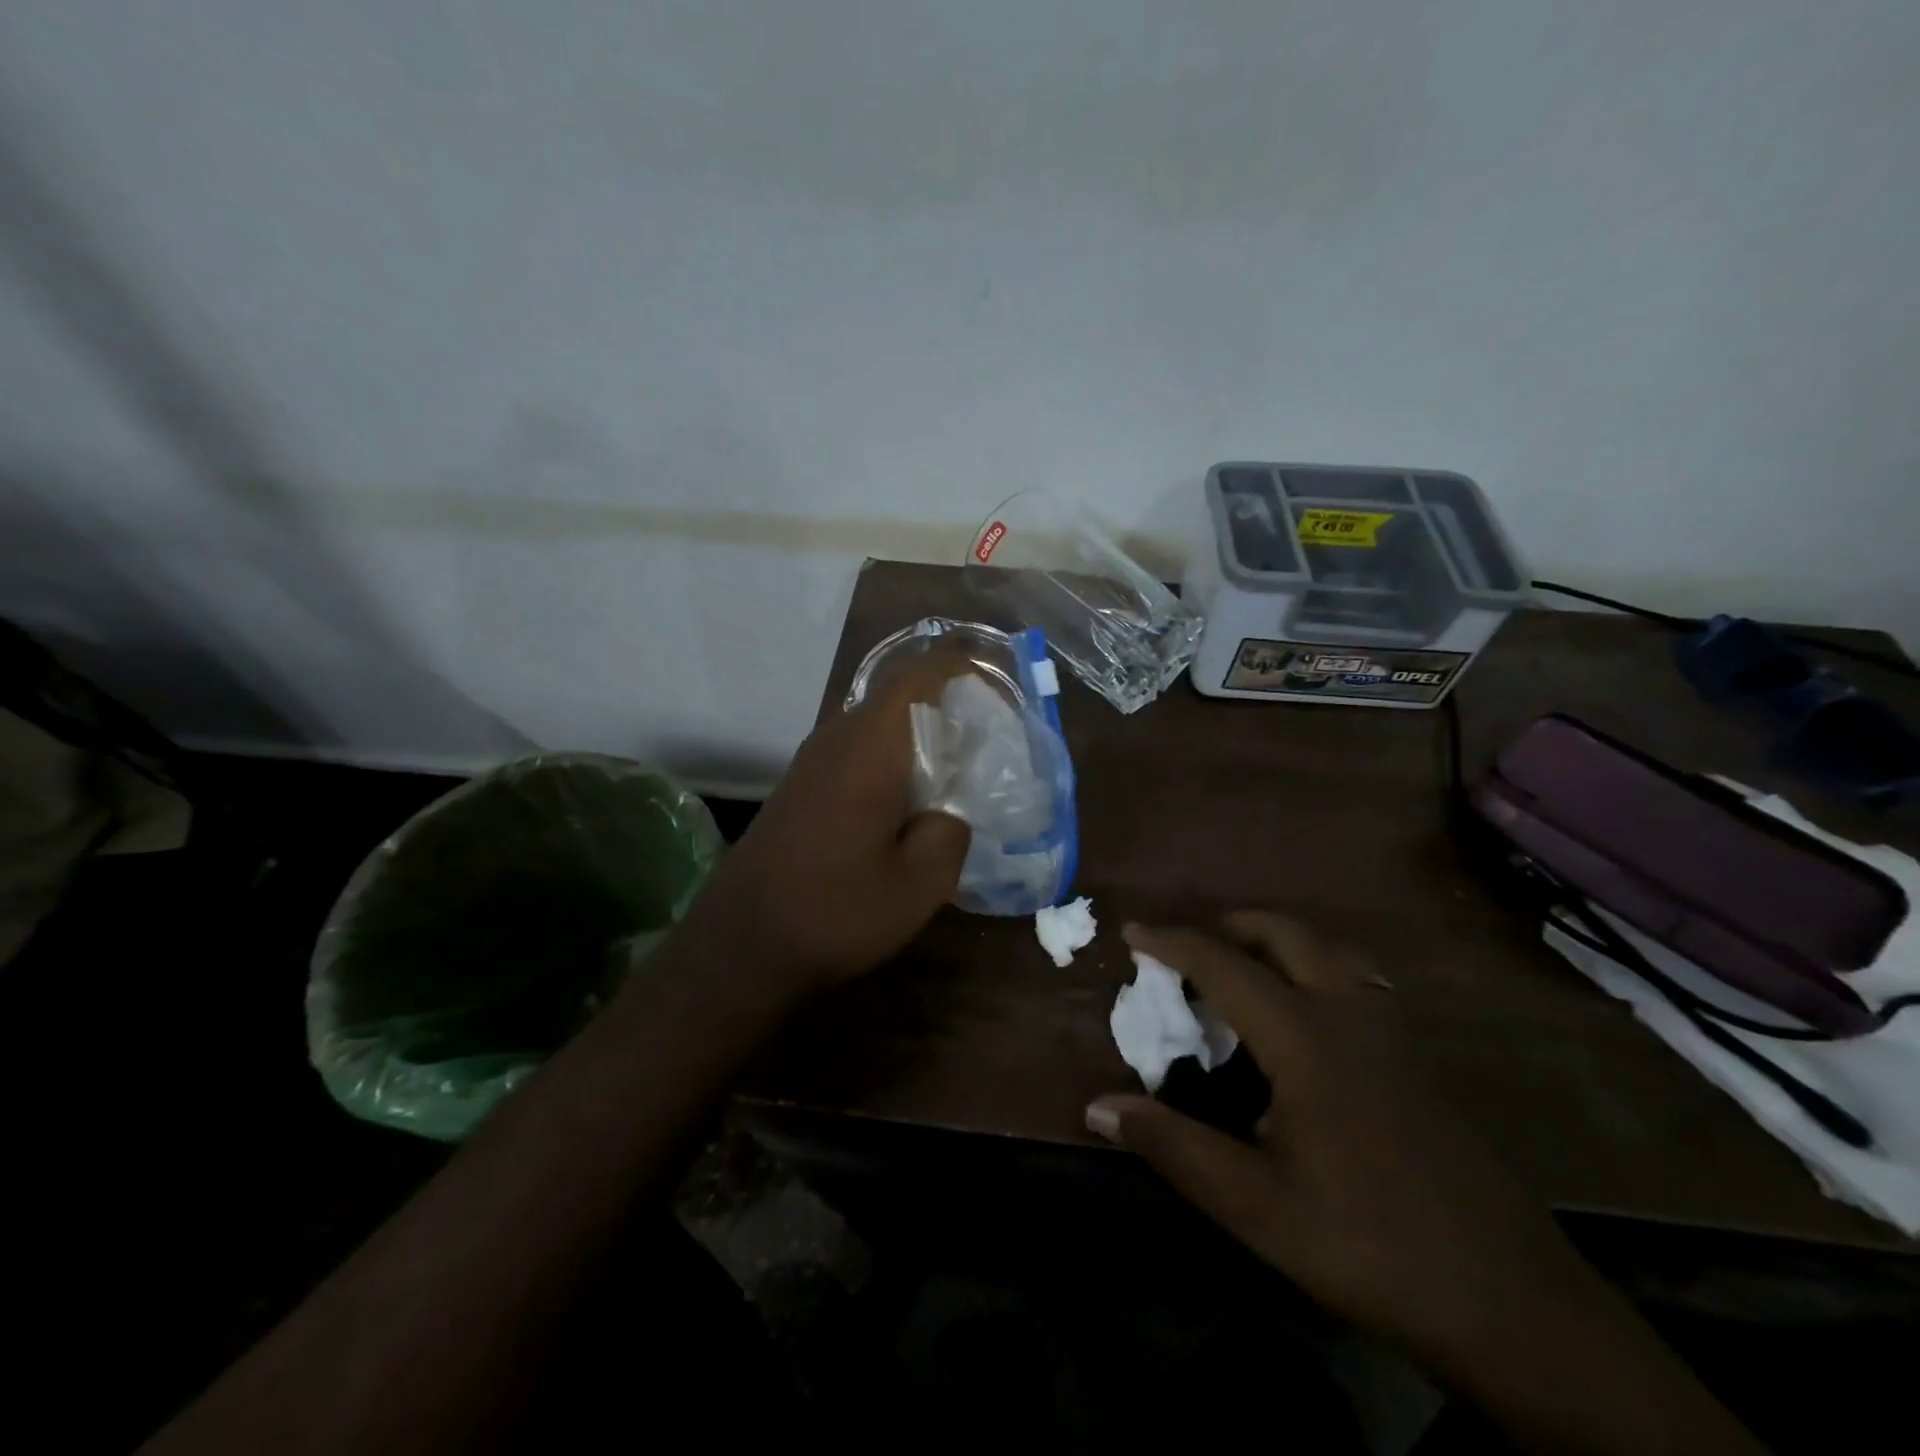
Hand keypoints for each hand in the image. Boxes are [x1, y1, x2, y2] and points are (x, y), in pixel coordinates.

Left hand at [679, 657, 973, 996]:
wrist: (740, 945)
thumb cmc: (835, 911)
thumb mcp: (919, 884)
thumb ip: (952, 831)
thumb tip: (953, 806)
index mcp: (871, 747)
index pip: (923, 675)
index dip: (966, 669)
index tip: (1003, 691)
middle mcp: (839, 737)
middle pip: (903, 695)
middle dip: (951, 706)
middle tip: (994, 738)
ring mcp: (815, 759)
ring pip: (881, 724)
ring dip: (923, 736)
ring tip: (963, 768)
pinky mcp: (804, 784)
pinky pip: (861, 749)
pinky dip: (897, 758)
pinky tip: (914, 800)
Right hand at [1086, 913, 1592, 1368]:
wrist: (1513, 1303)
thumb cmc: (1370, 1244)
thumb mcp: (1257, 1206)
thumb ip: (1174, 1148)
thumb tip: (1097, 1108)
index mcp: (1305, 1038)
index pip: (1224, 966)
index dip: (1173, 943)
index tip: (1132, 932)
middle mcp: (1350, 1014)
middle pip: (1285, 934)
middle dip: (1230, 925)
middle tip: (1188, 947)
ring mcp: (1392, 1033)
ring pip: (1330, 949)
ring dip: (1277, 940)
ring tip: (1241, 968)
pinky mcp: (1418, 1059)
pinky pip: (1357, 978)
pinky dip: (1315, 966)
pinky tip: (1306, 1015)